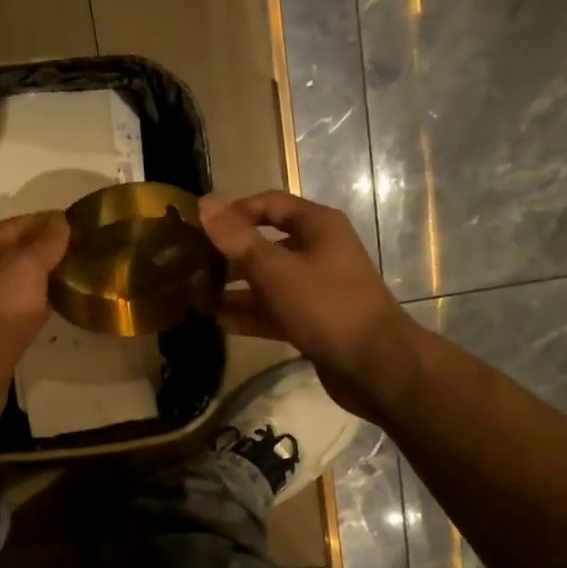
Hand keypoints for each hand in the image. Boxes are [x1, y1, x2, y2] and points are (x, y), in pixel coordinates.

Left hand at [0, 211, 70, 440]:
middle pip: (15, 256)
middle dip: (48, 252)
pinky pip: (19, 314)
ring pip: (18, 287)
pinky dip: (39, 308)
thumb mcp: (24, 269)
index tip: (82, 222)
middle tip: (87, 250)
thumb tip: (61, 220)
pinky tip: (60, 310)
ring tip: (80, 277)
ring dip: (45, 281)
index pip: (15, 226)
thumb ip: (44, 244)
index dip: (48, 222)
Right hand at [198, 191, 421, 419]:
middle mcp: (319, 251)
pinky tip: (221, 322)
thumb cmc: (325, 305)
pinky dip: (251, 315)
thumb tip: (204, 203)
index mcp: (317, 226)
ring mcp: (318, 288)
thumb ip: (237, 238)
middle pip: (266, 244)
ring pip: (269, 281)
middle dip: (230, 255)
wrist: (374, 364)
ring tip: (199, 298)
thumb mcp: (275, 269)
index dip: (234, 211)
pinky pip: (276, 311)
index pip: (269, 204)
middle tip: (192, 266)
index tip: (199, 228)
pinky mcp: (314, 321)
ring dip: (236, 289)